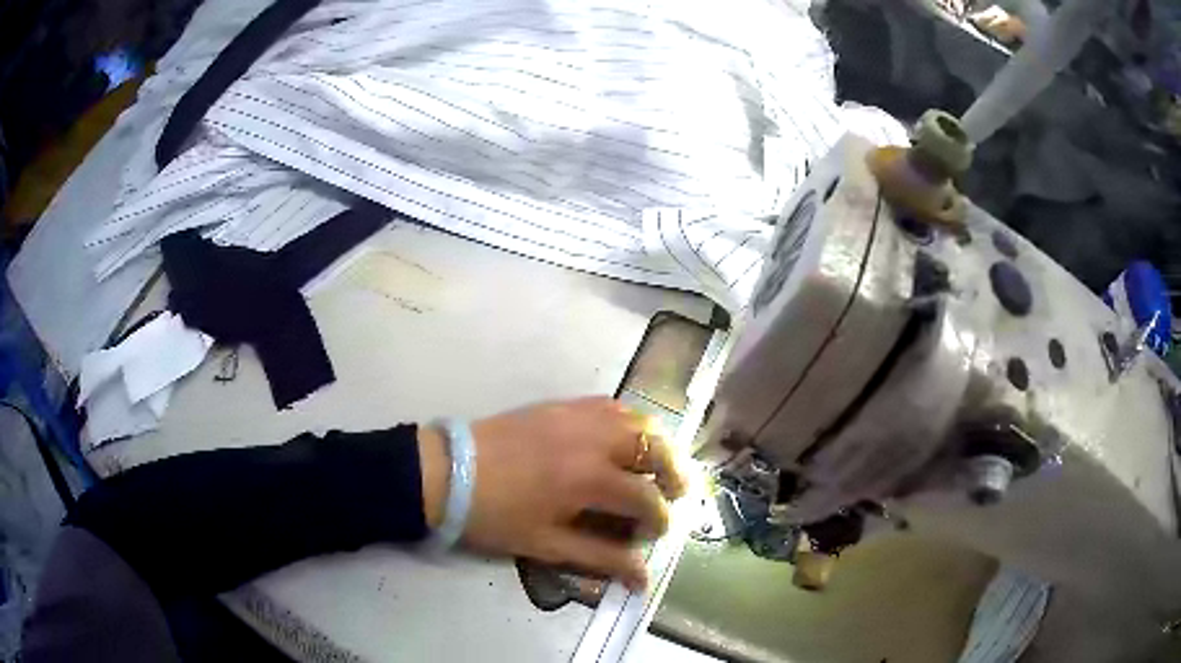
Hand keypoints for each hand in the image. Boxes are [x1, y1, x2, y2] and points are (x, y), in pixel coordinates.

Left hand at [418, 397, 688, 589]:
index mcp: (589, 479)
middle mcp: (593, 439)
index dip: (659, 520)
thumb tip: (643, 579)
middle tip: (676, 492)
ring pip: (637, 419)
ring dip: (657, 443)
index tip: (654, 534)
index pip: (646, 498)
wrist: (448, 473)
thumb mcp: (547, 545)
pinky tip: (624, 438)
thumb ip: (600, 558)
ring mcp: (577, 416)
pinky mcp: (560, 405)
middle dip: (674, 472)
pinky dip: (629, 420)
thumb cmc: (495, 516)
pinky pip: (609, 404)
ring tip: (658, 465)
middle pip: (655, 448)